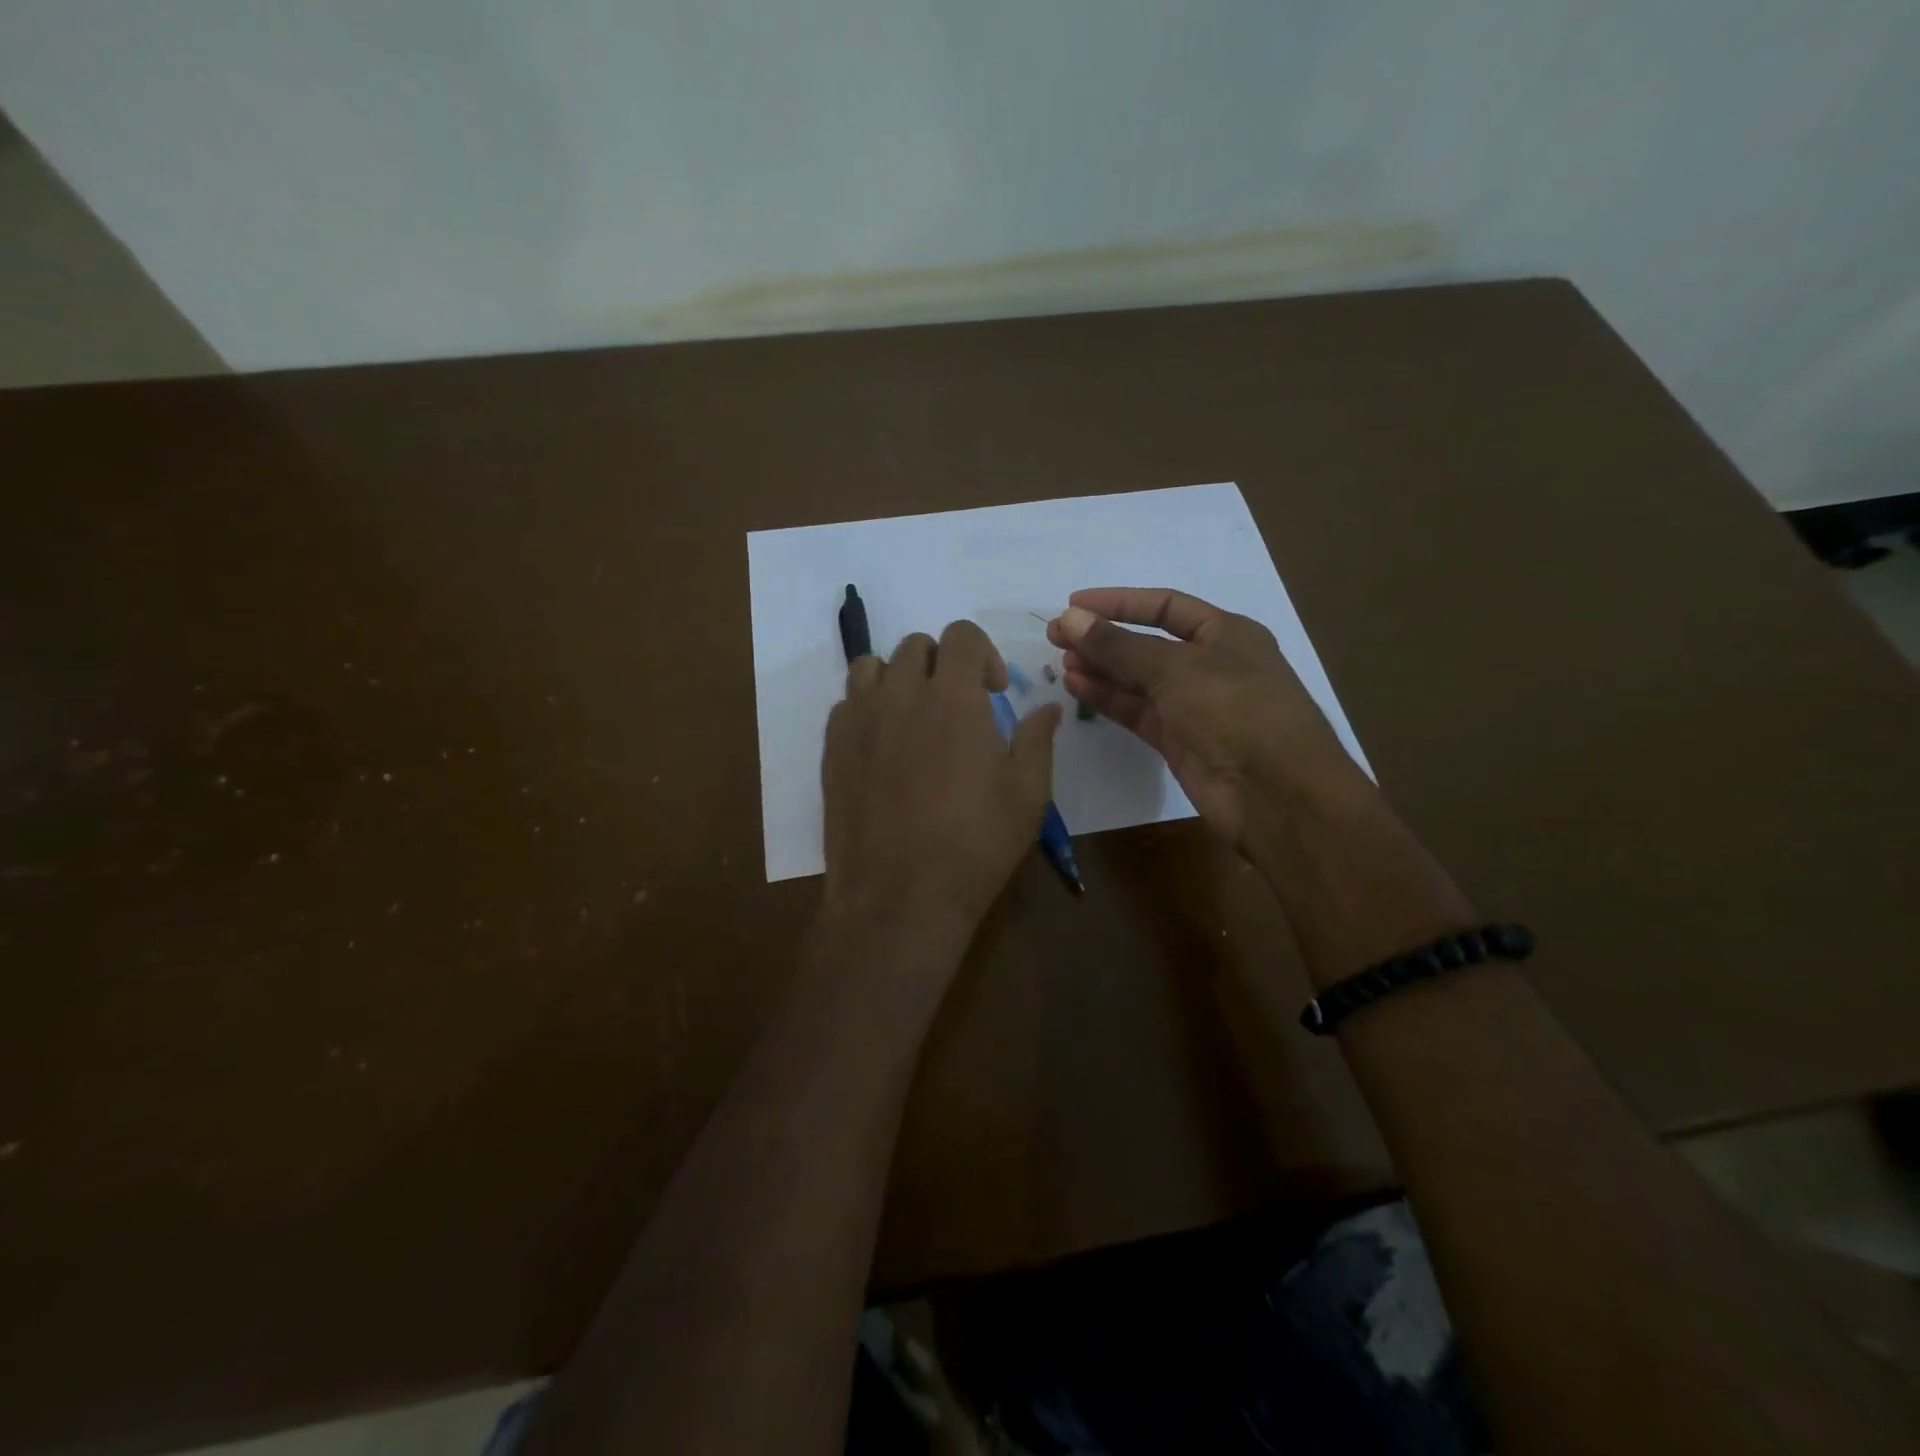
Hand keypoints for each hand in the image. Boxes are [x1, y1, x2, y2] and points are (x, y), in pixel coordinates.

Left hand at [823, 619, 1060, 946]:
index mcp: (953, 696)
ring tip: (914, 718)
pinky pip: (846, 703)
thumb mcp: (1028, 794)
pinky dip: (868, 708)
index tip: (993, 692)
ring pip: (873, 666)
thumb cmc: (975, 843)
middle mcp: (901, 693)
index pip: (962, 635)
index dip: (983, 654)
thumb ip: (1038, 740)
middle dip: (943, 664)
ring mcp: (859, 719)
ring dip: (899, 678)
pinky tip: (884, 747)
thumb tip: (1049, 708)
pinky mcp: (832, 747)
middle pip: (917, 646)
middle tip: (957, 707)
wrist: (899, 895)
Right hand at [1048, 587, 1366, 848]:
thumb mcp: (1175, 668)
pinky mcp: (1179, 740)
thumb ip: (1118, 645)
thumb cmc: (1235, 710)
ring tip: (1061, 662)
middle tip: (1057, 636)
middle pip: (1147, 643)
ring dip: (1101, 669)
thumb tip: (1069, 617)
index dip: (1119, 602)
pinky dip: (1108, 699)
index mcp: (1225, 633)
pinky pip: (1137, 711)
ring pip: (1138, 680)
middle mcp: (1210, 665)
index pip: (1164, 606)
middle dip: (1103, 638)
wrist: (1275, 793)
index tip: (1074, 604)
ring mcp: (1194, 705)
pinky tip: (1077, 687)